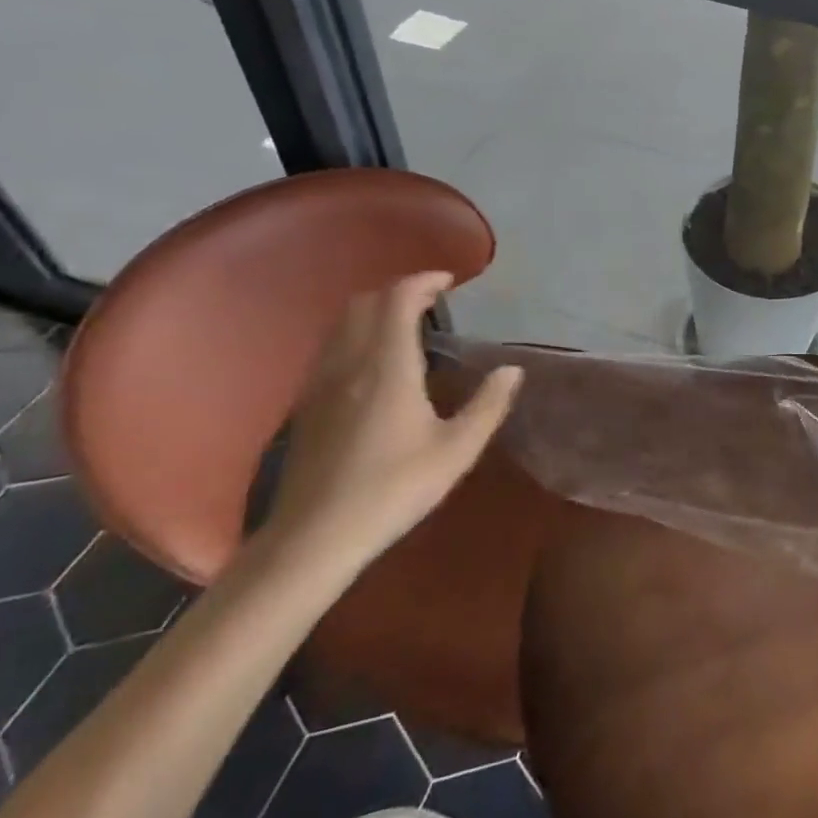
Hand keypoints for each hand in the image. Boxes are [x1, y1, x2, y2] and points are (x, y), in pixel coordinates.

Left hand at [263, 271, 521, 577]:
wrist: (315, 536)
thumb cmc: (393, 489)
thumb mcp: (456, 450)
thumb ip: (488, 405)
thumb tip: (512, 370)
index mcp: (388, 364)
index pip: (398, 299)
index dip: (423, 281)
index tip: (448, 283)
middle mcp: (350, 361)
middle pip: (365, 302)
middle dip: (398, 291)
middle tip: (430, 303)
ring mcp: (321, 381)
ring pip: (342, 323)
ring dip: (373, 311)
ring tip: (405, 327)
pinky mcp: (306, 402)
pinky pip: (330, 347)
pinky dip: (355, 335)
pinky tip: (373, 364)